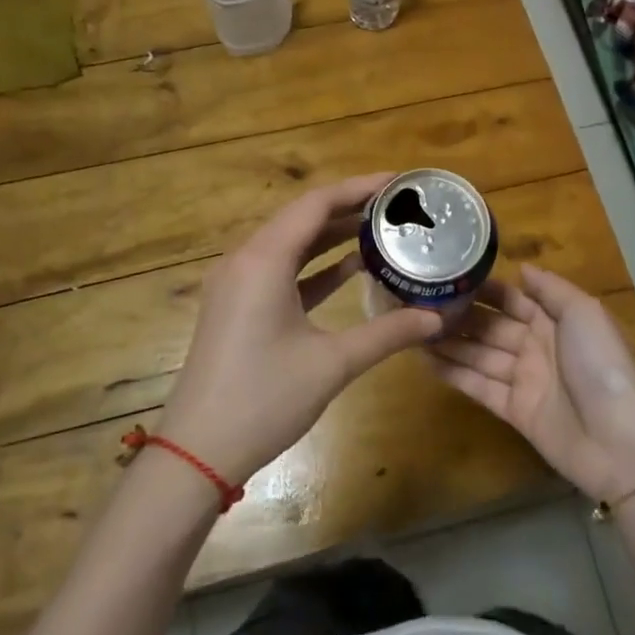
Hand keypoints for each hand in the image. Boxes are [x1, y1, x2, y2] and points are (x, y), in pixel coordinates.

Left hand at [157, 175, 444, 484]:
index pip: (315, 204)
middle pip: (301, 217)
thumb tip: (436, 318)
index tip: (398, 183)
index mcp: (263, 260)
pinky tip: (350, 268)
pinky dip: (314, 265)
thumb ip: (387, 333)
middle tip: (396, 206)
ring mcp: (236, 282)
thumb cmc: (264, 400)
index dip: (358, 188)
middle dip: (348, 208)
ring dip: (331, 235)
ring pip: (290, 243)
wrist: (197, 451)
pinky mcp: (236, 305)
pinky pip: (280, 269)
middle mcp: (245, 259)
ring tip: (380, 229)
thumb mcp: (332, 364)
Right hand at [428, 264, 634, 500]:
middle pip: (491, 327)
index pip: (513, 299)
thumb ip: (551, 289)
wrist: (620, 443)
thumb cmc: (602, 367)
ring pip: (480, 356)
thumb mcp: (584, 314)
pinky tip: (426, 361)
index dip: (485, 289)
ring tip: (412, 330)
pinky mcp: (514, 411)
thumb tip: (522, 267)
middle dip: (460, 317)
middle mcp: (536, 346)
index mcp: (555, 321)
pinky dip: (455, 375)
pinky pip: (479, 387)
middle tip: (420, 304)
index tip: (451, 277)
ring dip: (450, 344)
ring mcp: (524, 380)